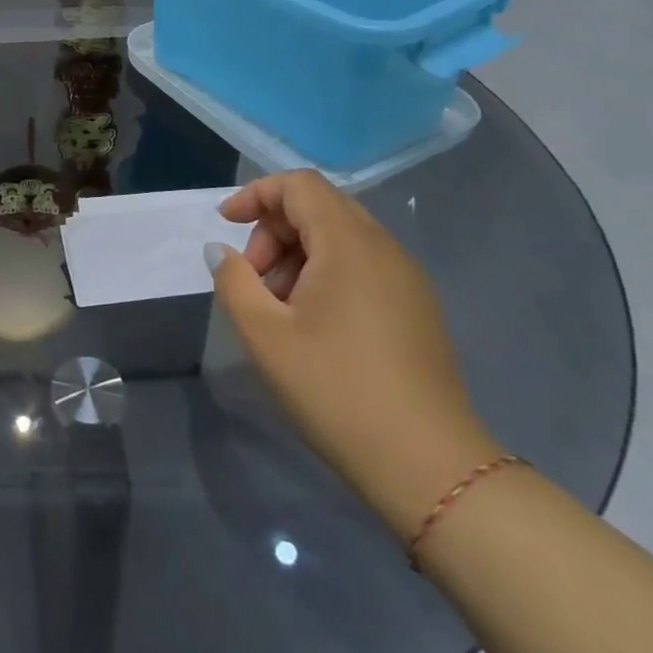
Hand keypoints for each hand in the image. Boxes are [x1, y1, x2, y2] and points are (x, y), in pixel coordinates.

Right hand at [208, 170, 500, 538]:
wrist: (430, 467)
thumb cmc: (337, 390)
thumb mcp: (265, 335)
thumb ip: (234, 281)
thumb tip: (221, 252)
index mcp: (349, 244)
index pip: (299, 185)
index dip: (256, 194)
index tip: (226, 225)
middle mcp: (384, 248)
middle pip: (320, 206)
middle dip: (274, 229)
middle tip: (252, 278)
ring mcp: (407, 279)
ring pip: (341, 237)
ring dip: (298, 254)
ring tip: (278, 306)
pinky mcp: (417, 308)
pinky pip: (363, 265)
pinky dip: (326, 273)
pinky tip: (312, 322)